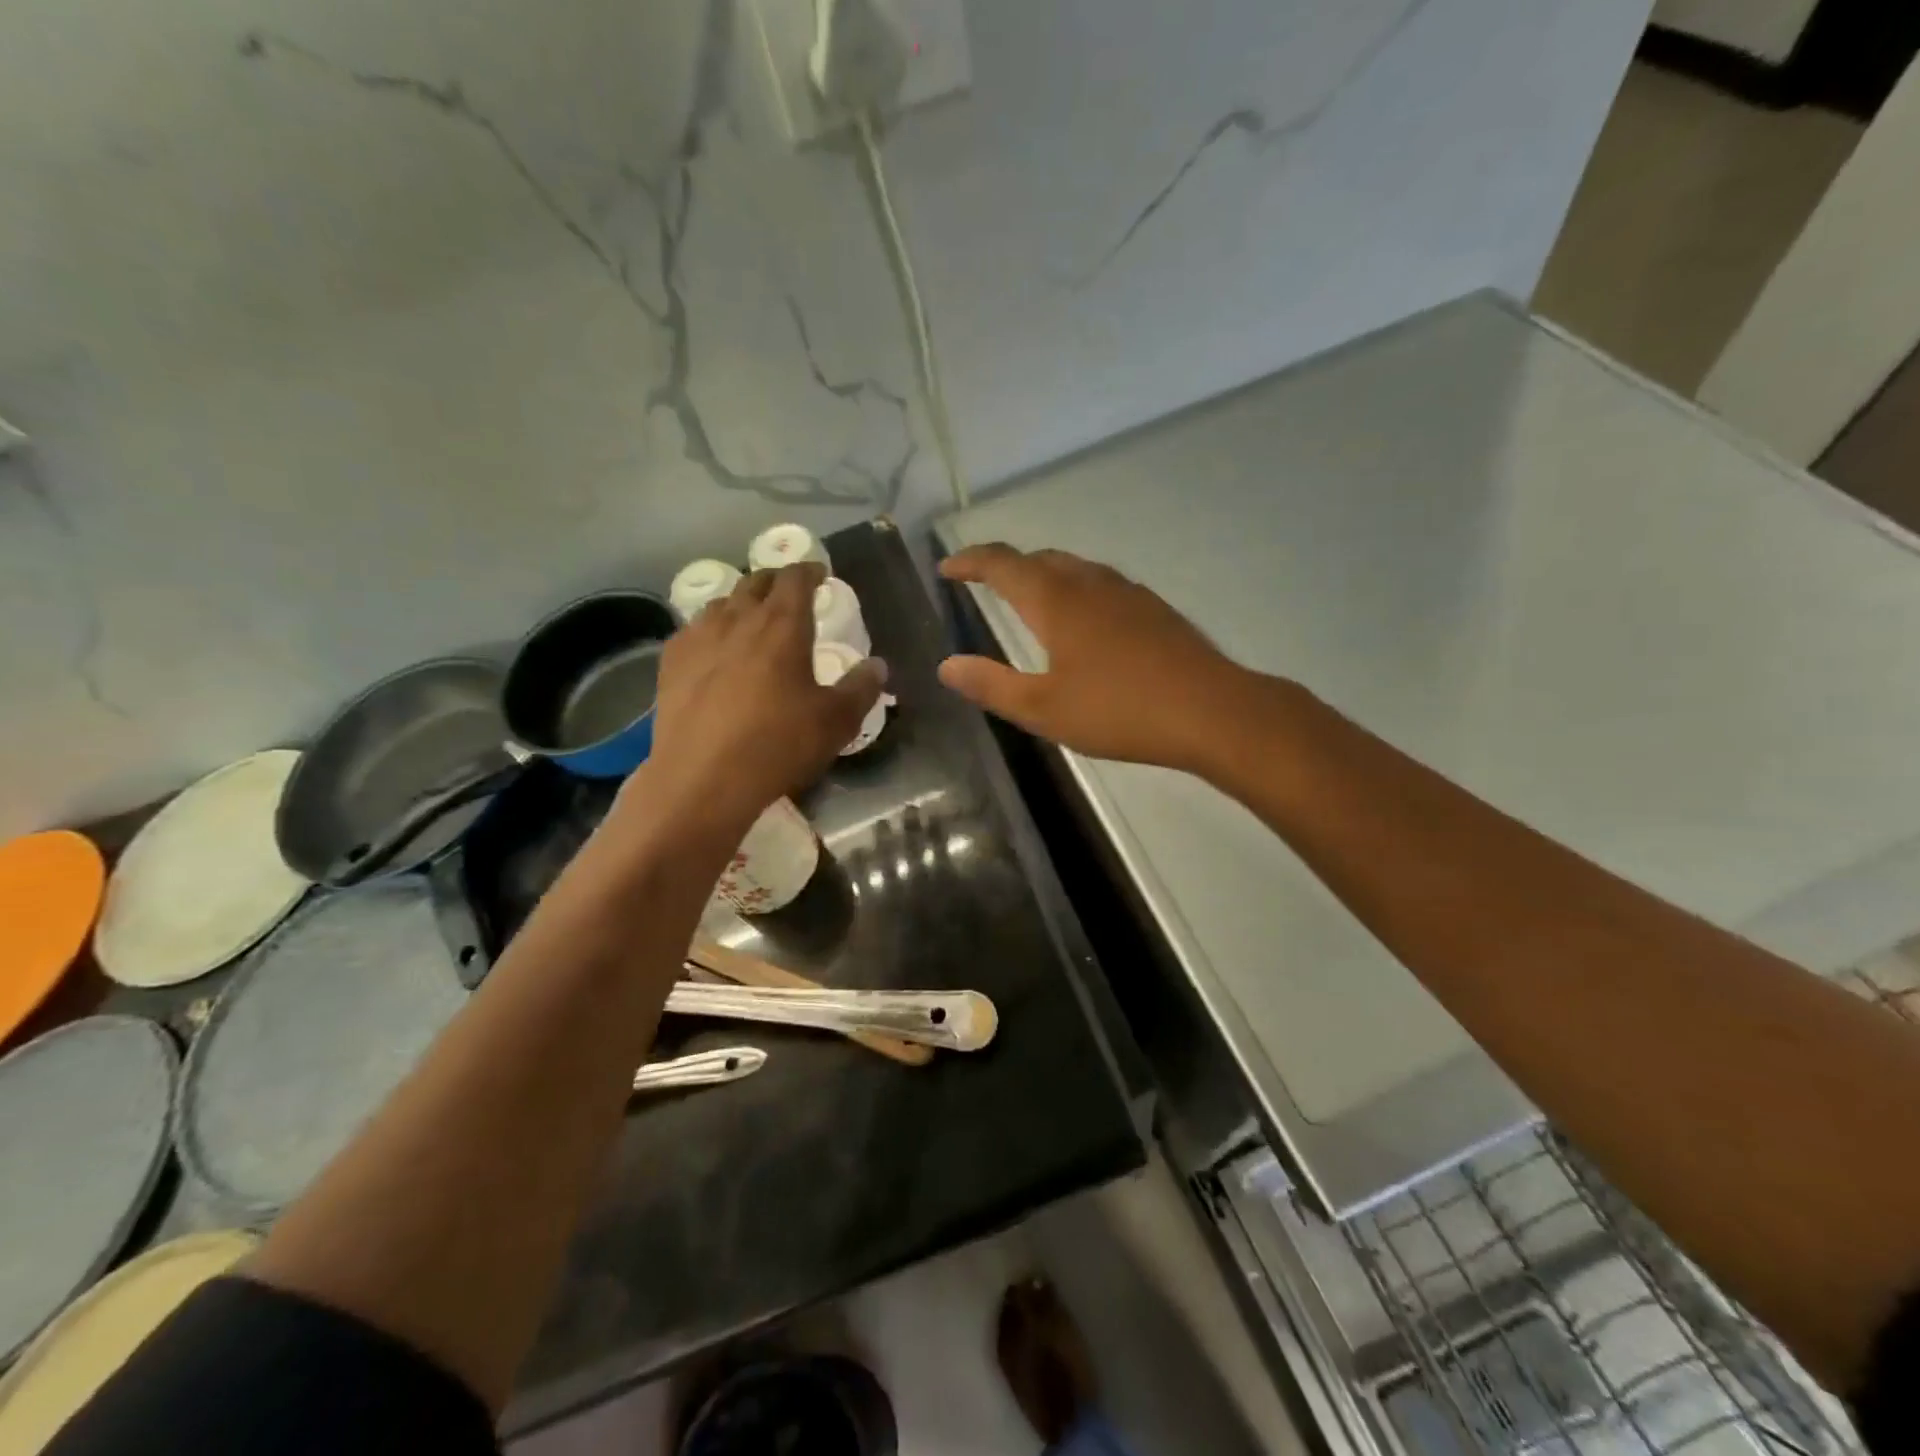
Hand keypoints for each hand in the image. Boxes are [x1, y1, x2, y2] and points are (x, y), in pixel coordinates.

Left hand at [639, 563, 884, 832]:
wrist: (703, 779)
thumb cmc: (778, 745)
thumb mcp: (836, 722)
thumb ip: (861, 688)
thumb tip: (877, 665)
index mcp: (783, 625)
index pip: (795, 578)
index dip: (809, 570)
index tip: (819, 573)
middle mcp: (738, 619)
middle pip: (755, 582)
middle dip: (775, 581)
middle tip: (788, 594)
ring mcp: (698, 638)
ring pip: (722, 603)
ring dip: (741, 603)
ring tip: (750, 619)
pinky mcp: (671, 663)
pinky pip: (692, 630)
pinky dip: (710, 629)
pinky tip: (713, 649)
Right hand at [938, 544, 1250, 771]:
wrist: (1210, 710)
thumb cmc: (1118, 711)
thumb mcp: (1043, 709)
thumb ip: (991, 685)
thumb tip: (946, 665)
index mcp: (1056, 601)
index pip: (1002, 564)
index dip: (970, 562)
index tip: (947, 568)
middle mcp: (1090, 584)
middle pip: (1039, 558)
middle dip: (1005, 566)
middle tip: (983, 582)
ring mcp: (1127, 593)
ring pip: (1074, 568)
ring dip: (1042, 574)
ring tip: (1028, 598)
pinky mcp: (1153, 609)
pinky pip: (1101, 584)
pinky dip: (1075, 589)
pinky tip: (1084, 621)